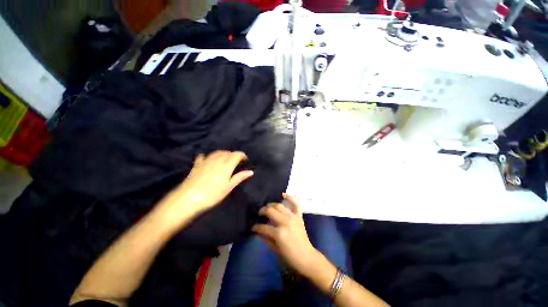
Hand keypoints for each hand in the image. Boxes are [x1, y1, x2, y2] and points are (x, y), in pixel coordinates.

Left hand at [158, 151, 253, 222]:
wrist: (189, 198)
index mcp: (226, 165)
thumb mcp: (229, 187)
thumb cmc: (212, 194)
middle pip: (227, 152)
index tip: (245, 159)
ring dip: (222, 153)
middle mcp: (217, 160)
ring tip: (225, 159)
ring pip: (216, 153)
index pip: (236, 154)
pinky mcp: (197, 165)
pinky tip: (206, 159)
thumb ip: (239, 177)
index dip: (242, 155)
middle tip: (236, 161)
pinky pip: (203, 157)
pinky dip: (207, 156)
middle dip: (233, 154)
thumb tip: (251, 172)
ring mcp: (206, 161)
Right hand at [252, 194, 318, 276]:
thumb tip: (257, 230)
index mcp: (279, 233)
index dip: (256, 227)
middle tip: (259, 214)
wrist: (306, 257)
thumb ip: (265, 238)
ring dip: (271, 205)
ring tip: (268, 207)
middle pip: (270, 211)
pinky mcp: (299, 216)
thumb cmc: (289, 256)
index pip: (263, 227)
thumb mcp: (274, 249)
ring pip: (279, 206)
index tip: (253, 227)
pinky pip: (296, 203)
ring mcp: (293, 217)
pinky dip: (290, 197)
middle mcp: (285, 222)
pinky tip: (283, 194)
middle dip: (262, 211)